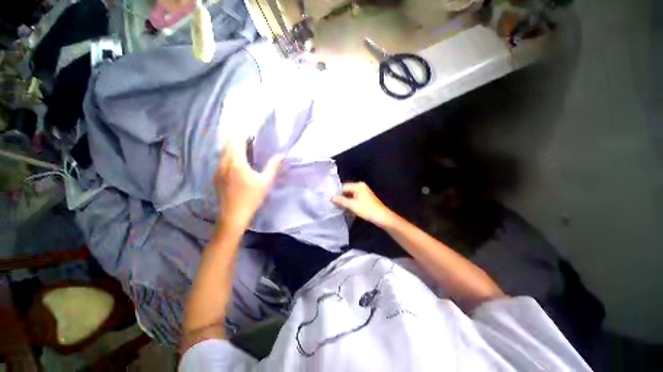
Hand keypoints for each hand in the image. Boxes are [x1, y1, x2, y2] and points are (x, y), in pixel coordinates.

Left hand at [215, 139, 283, 231]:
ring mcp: (217, 170)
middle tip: (249, 139)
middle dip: (237, 139)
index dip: (242, 134)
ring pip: (223, 152)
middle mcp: (224, 163)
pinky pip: (221, 161)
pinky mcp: (216, 177)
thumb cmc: (252, 198)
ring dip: (232, 147)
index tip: (251, 132)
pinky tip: (236, 163)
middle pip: (228, 145)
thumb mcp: (266, 182)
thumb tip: (282, 155)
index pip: (236, 141)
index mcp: (236, 163)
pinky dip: (228, 156)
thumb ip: (273, 166)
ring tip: (244, 149)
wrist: (233, 215)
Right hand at [332, 182, 397, 227]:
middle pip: (346, 190)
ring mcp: (363, 191)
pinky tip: (345, 207)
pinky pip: (354, 197)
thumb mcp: (352, 205)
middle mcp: (360, 186)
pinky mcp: (365, 197)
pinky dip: (350, 202)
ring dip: (345, 200)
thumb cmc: (367, 210)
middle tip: (333, 204)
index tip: (330, 200)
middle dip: (340, 197)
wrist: (382, 217)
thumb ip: (341, 201)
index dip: (336, 193)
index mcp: (358, 185)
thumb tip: (331, 198)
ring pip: (350, 194)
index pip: (343, 187)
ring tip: (337, 206)